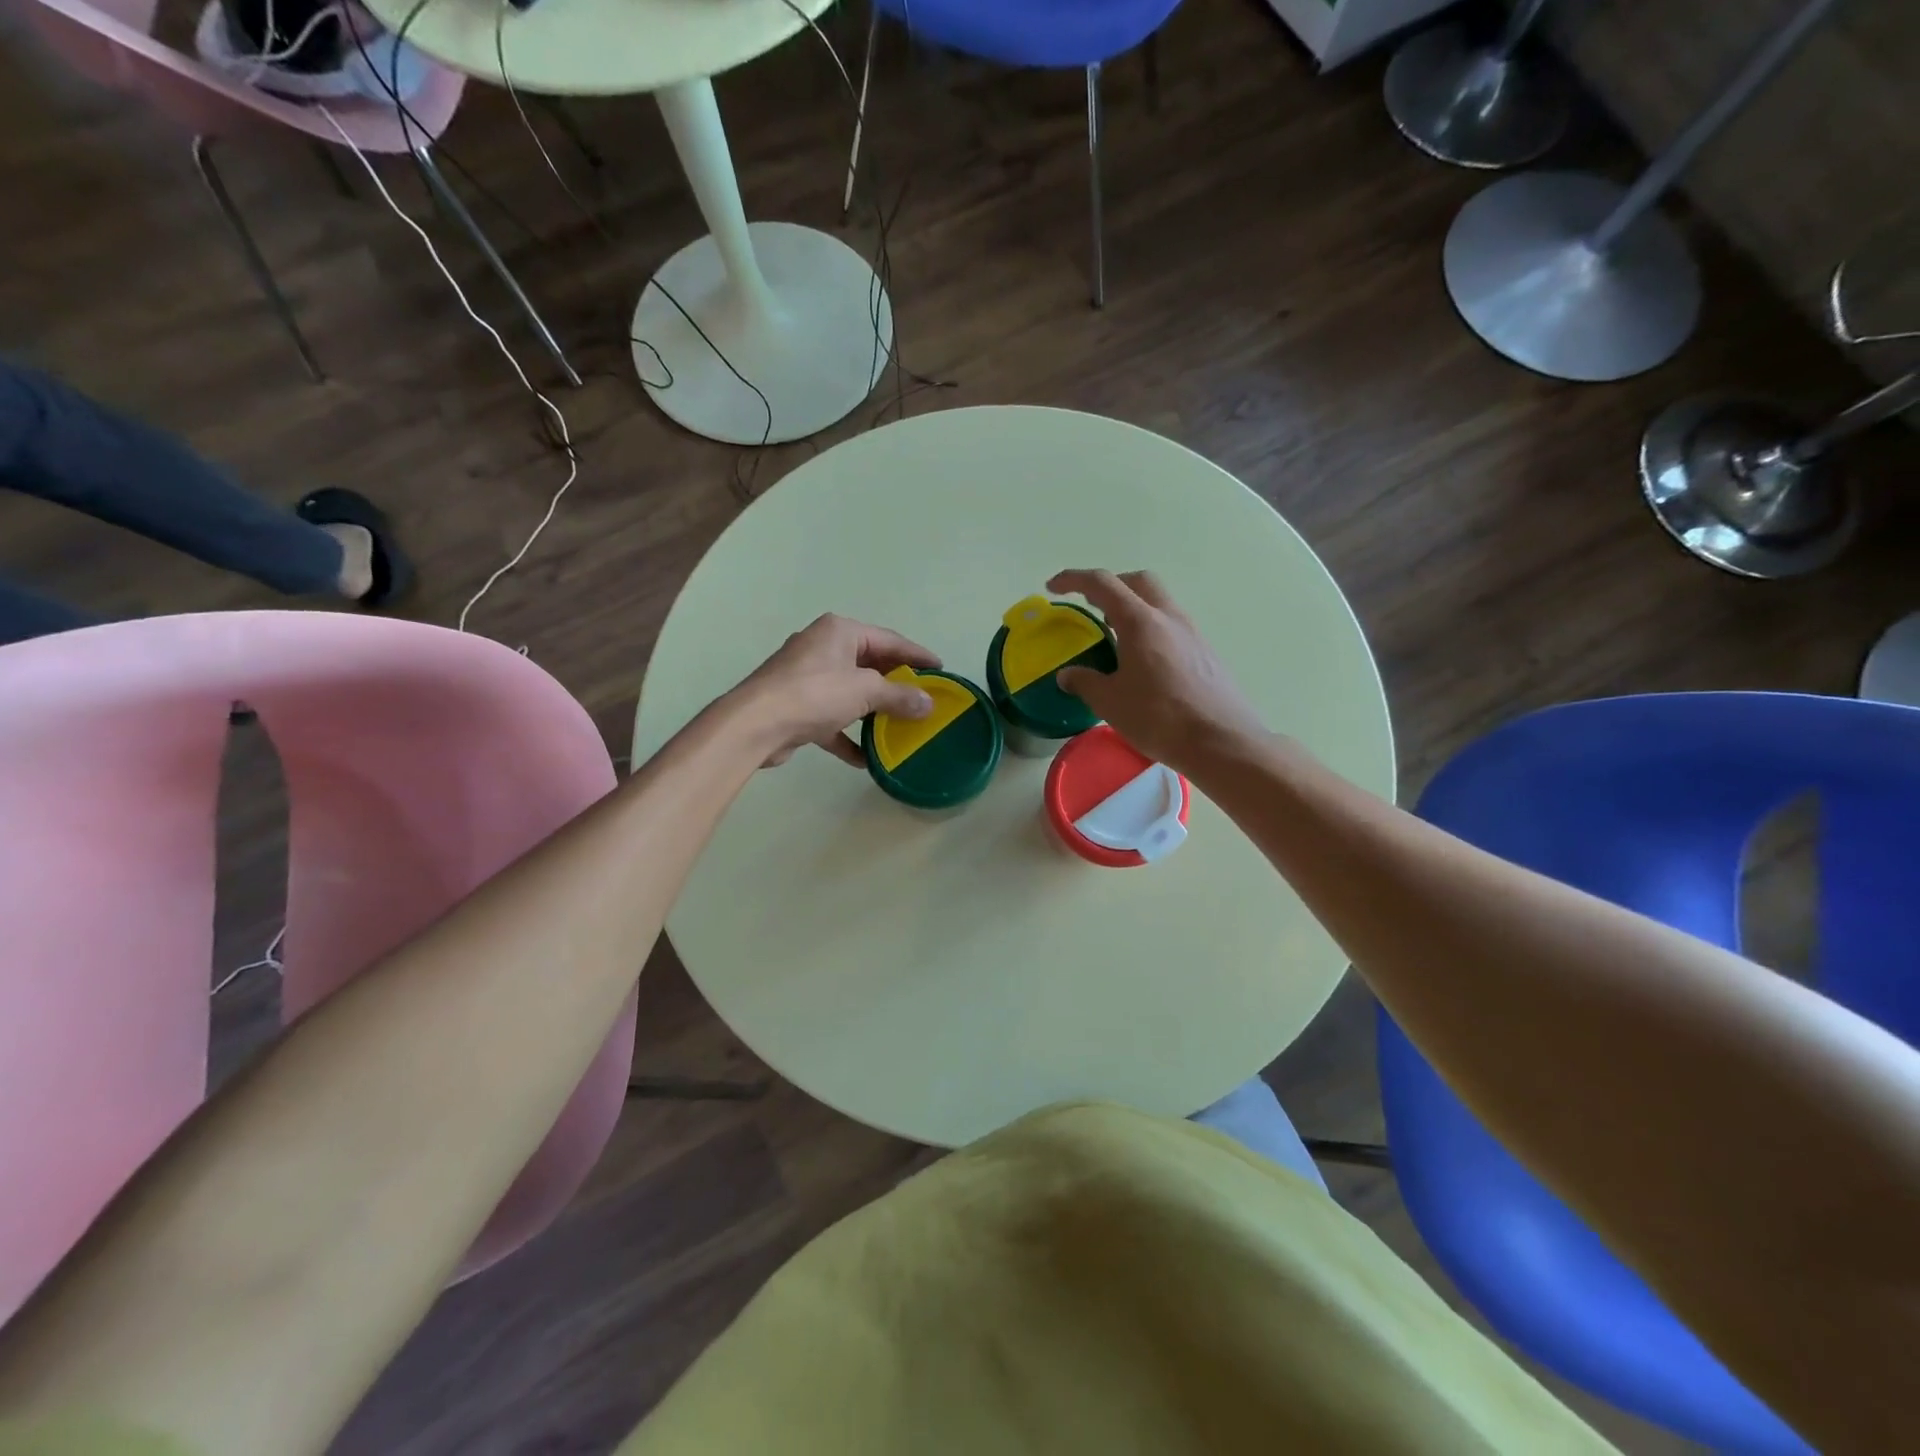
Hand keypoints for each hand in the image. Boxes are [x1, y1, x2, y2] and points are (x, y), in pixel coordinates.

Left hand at [730, 614, 940, 766]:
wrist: (755, 725)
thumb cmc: (815, 694)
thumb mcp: (865, 691)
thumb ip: (900, 696)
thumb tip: (928, 703)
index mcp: (840, 631)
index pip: (889, 640)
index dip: (917, 656)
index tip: (941, 671)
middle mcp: (822, 648)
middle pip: (870, 665)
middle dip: (896, 685)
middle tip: (923, 700)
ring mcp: (806, 678)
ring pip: (851, 692)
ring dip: (874, 711)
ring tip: (900, 727)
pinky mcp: (796, 707)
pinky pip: (831, 719)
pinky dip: (848, 735)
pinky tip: (865, 758)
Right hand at [1049, 569, 1265, 771]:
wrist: (1221, 742)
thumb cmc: (1160, 718)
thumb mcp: (1110, 703)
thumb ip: (1085, 682)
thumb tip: (1067, 675)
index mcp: (1141, 622)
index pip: (1103, 584)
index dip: (1074, 579)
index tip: (1053, 587)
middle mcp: (1169, 618)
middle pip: (1138, 582)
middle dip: (1110, 586)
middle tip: (1090, 606)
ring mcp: (1192, 633)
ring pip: (1159, 603)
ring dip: (1133, 608)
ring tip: (1114, 636)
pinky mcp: (1205, 652)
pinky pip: (1172, 626)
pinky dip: (1150, 629)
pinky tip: (1142, 661)